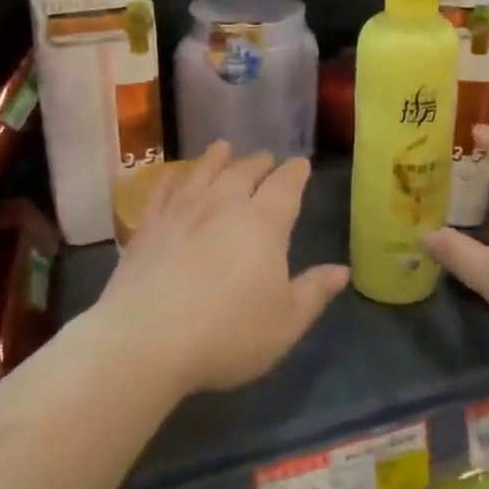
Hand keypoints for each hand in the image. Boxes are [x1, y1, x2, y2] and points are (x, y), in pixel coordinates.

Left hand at [97, 143, 348, 393]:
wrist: (146, 341)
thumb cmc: (228, 333)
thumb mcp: (286, 322)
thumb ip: (315, 291)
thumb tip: (342, 269)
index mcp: (264, 222)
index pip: (286, 186)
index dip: (296, 173)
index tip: (301, 164)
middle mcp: (223, 204)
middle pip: (244, 172)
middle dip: (259, 163)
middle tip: (266, 158)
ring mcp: (181, 211)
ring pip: (203, 171)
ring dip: (217, 158)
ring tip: (224, 148)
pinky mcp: (148, 226)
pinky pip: (163, 190)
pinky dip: (174, 177)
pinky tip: (176, 175)